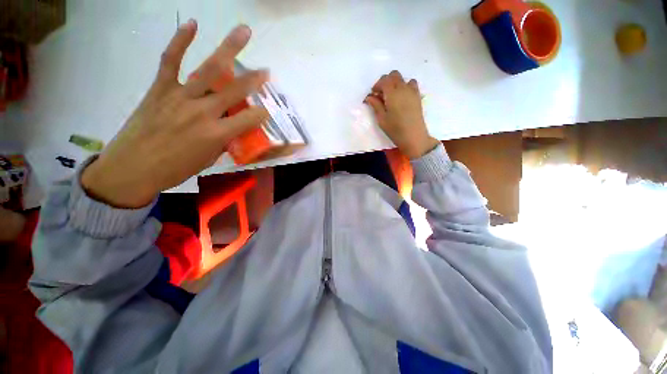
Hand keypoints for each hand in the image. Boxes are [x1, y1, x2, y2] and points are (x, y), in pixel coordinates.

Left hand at [81, 22, 269, 207]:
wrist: (132, 168)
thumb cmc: (175, 169)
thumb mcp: (208, 159)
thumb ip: (222, 141)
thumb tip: (230, 129)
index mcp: (217, 134)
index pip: (249, 119)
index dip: (261, 115)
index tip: (266, 112)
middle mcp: (202, 112)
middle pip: (234, 90)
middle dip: (254, 79)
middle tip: (267, 70)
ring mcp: (180, 96)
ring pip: (209, 69)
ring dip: (228, 49)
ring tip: (243, 32)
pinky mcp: (160, 88)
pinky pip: (170, 60)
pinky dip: (180, 41)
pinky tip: (193, 24)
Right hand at [364, 71, 438, 158]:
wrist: (413, 136)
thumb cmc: (395, 129)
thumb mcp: (381, 119)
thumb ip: (376, 105)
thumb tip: (369, 97)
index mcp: (392, 93)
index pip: (384, 80)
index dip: (377, 86)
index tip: (373, 95)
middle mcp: (403, 88)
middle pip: (394, 75)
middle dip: (385, 82)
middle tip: (381, 95)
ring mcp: (412, 91)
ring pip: (403, 79)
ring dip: (395, 84)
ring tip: (392, 96)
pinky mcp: (418, 96)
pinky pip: (411, 84)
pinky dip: (405, 87)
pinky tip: (401, 98)